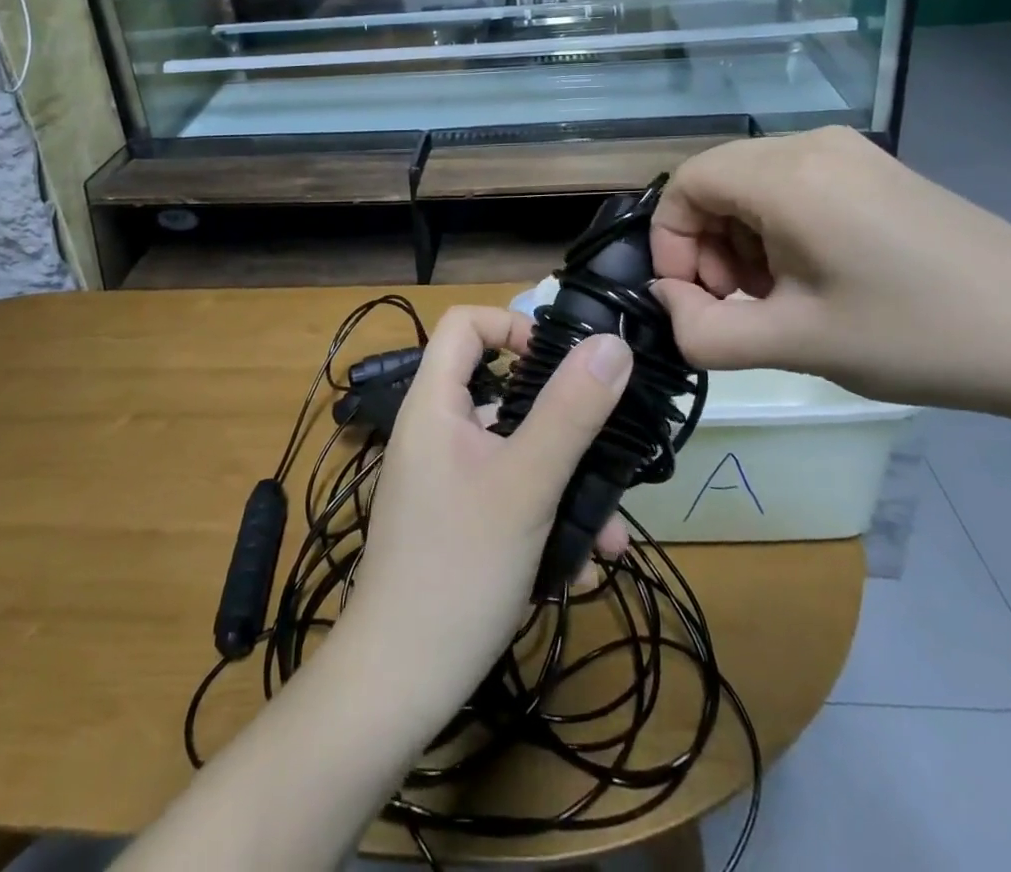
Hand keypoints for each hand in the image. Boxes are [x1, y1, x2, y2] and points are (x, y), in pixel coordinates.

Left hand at [340, 307, 632, 718]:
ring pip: (517, 454)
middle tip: (610, 450)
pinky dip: (546, 517)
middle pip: (503, 392)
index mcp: (435, 404)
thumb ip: (570, 411)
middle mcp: (436, 432)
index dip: (511, 324)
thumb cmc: (458, 567)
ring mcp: (445, 479)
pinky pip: (508, 495)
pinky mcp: (456, 520)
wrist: (399, 685)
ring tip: (610, 535)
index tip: (561, 360)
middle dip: (565, 424)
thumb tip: (611, 343)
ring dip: (567, 485)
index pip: (464, 324)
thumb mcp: (526, 483)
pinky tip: (582, 568)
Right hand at [650, 128, 1010, 411]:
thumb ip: (706, 332)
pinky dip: (779, 230)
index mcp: (788, 175)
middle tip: (741, 304)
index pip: (685, 184)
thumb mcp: (796, 343)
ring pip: (753, 185)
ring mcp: (849, 153)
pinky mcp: (875, 170)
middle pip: (716, 182)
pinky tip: (816, 277)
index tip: (696, 300)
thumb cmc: (917, 335)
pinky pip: (794, 187)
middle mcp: (811, 145)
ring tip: (780, 298)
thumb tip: (668, 304)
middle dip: (707, 246)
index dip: (670, 242)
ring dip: (743, 241)